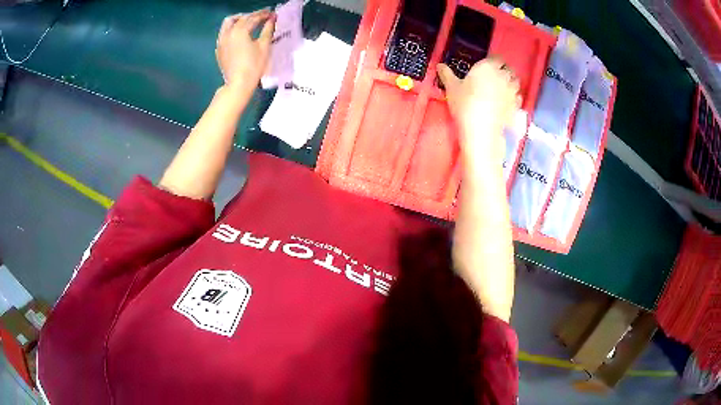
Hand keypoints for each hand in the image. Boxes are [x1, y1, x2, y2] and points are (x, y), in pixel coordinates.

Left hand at [216, 10, 275, 94]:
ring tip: (248, 22)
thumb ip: (268, 30)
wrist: (238, 84)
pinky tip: (239, 34)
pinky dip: (232, 29)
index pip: (253, 18)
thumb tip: (272, 19)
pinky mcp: (219, 49)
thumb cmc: (254, 66)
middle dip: (251, 16)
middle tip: (262, 16)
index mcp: (240, 31)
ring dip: (239, 20)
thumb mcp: (264, 46)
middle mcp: (228, 33)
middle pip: (240, 18)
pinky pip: (224, 33)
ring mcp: (221, 41)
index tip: (272, 14)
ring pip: (228, 23)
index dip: (263, 14)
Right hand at [438, 58, 520, 152]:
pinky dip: (514, 97)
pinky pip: (518, 97)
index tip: (487, 66)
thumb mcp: (452, 87)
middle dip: (503, 71)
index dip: (493, 61)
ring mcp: (512, 91)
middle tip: (494, 77)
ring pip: (515, 82)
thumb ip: (446, 74)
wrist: (481, 129)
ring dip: (510, 83)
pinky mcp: (516, 105)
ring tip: (502, 88)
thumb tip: (440, 65)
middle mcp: (503, 76)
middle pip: (508, 69)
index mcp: (487, 67)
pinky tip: (507, 102)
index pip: (496, 58)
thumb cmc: (465, 104)